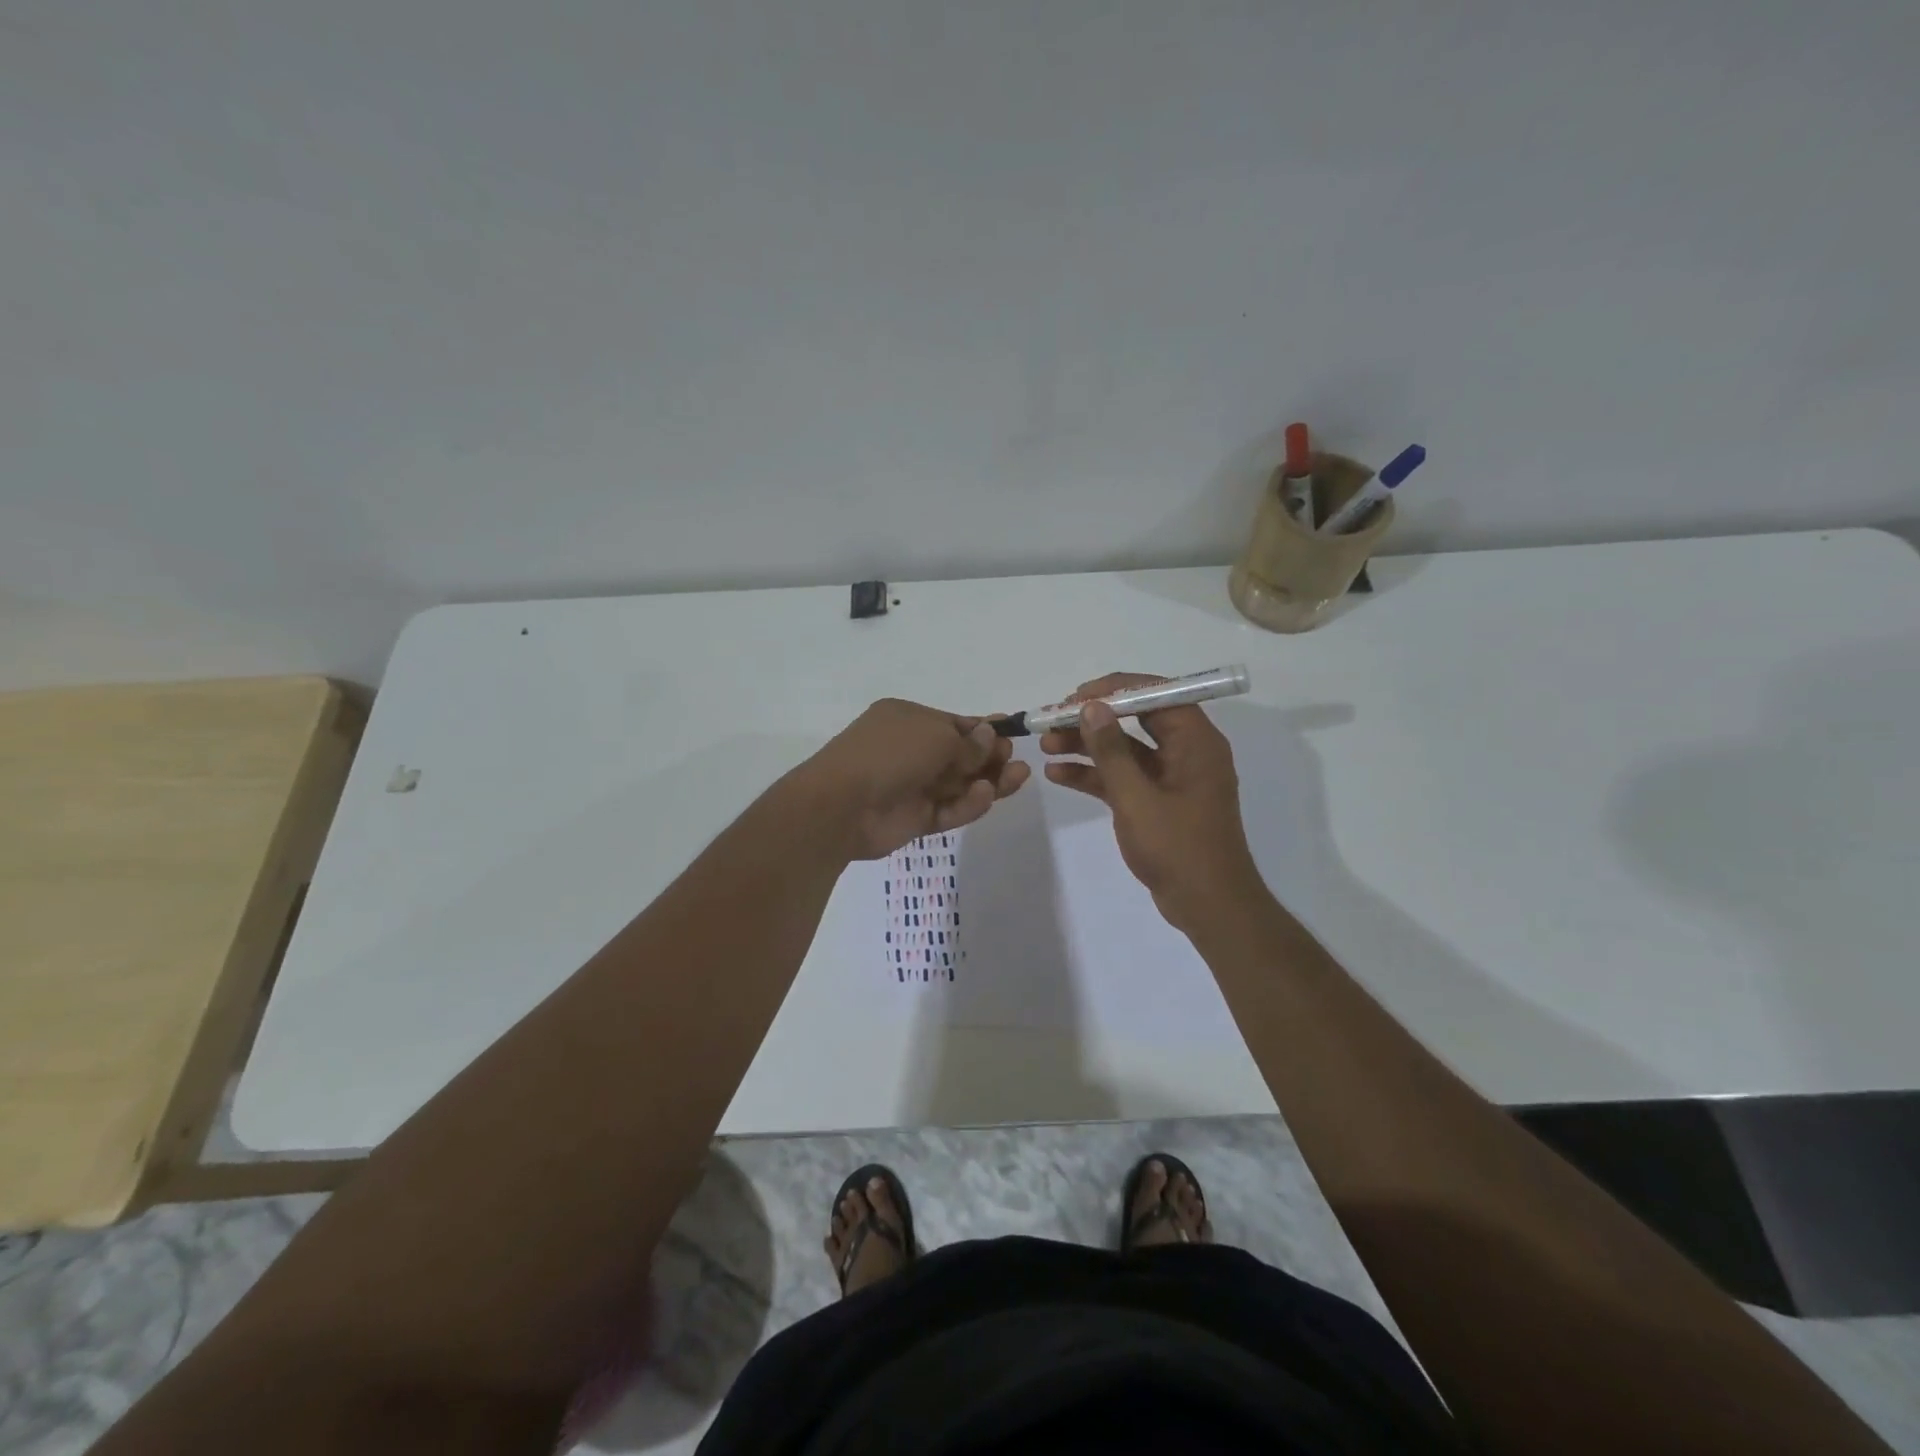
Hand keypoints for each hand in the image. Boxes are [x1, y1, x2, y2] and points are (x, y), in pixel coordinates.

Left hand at [795, 698, 1030, 859]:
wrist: (842, 805)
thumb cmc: (890, 754)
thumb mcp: (935, 736)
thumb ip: (967, 742)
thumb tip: (989, 737)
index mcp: (907, 719)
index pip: (953, 724)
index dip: (983, 731)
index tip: (1011, 736)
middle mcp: (910, 750)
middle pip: (960, 755)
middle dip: (990, 757)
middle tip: (1015, 760)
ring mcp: (912, 786)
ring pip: (959, 784)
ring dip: (988, 780)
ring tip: (1018, 776)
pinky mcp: (915, 818)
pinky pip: (949, 809)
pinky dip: (968, 803)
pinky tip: (986, 795)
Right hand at [1040, 672, 1262, 931]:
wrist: (1208, 906)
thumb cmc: (1178, 848)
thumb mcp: (1137, 797)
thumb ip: (1111, 751)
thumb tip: (1091, 707)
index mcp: (1195, 741)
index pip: (1155, 694)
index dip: (1113, 690)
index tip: (1074, 698)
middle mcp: (1186, 751)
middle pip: (1135, 719)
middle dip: (1092, 718)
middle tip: (1052, 720)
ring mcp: (1171, 777)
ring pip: (1125, 749)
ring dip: (1087, 746)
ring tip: (1045, 745)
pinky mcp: (1158, 801)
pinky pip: (1123, 777)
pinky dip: (1094, 775)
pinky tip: (1057, 774)